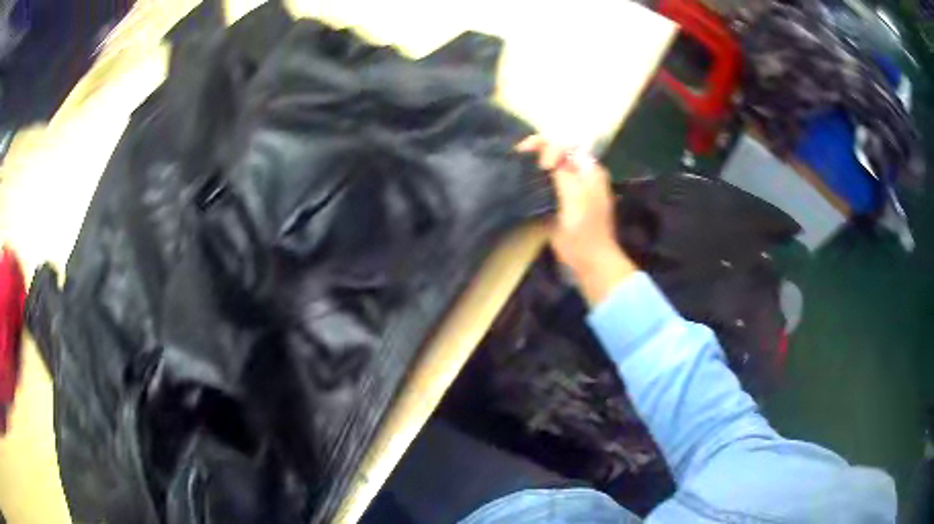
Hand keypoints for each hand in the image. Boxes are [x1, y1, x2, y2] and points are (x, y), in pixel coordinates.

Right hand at [517, 135, 636, 305]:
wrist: (590, 260)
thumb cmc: (586, 229)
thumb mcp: (575, 196)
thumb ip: (563, 170)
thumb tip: (548, 148)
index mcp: (589, 170)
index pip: (566, 145)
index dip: (548, 146)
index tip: (536, 161)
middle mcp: (580, 174)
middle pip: (558, 152)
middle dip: (539, 149)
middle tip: (519, 154)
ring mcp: (571, 188)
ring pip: (550, 167)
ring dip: (535, 162)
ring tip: (516, 161)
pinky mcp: (560, 202)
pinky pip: (546, 183)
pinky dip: (535, 178)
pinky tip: (522, 179)